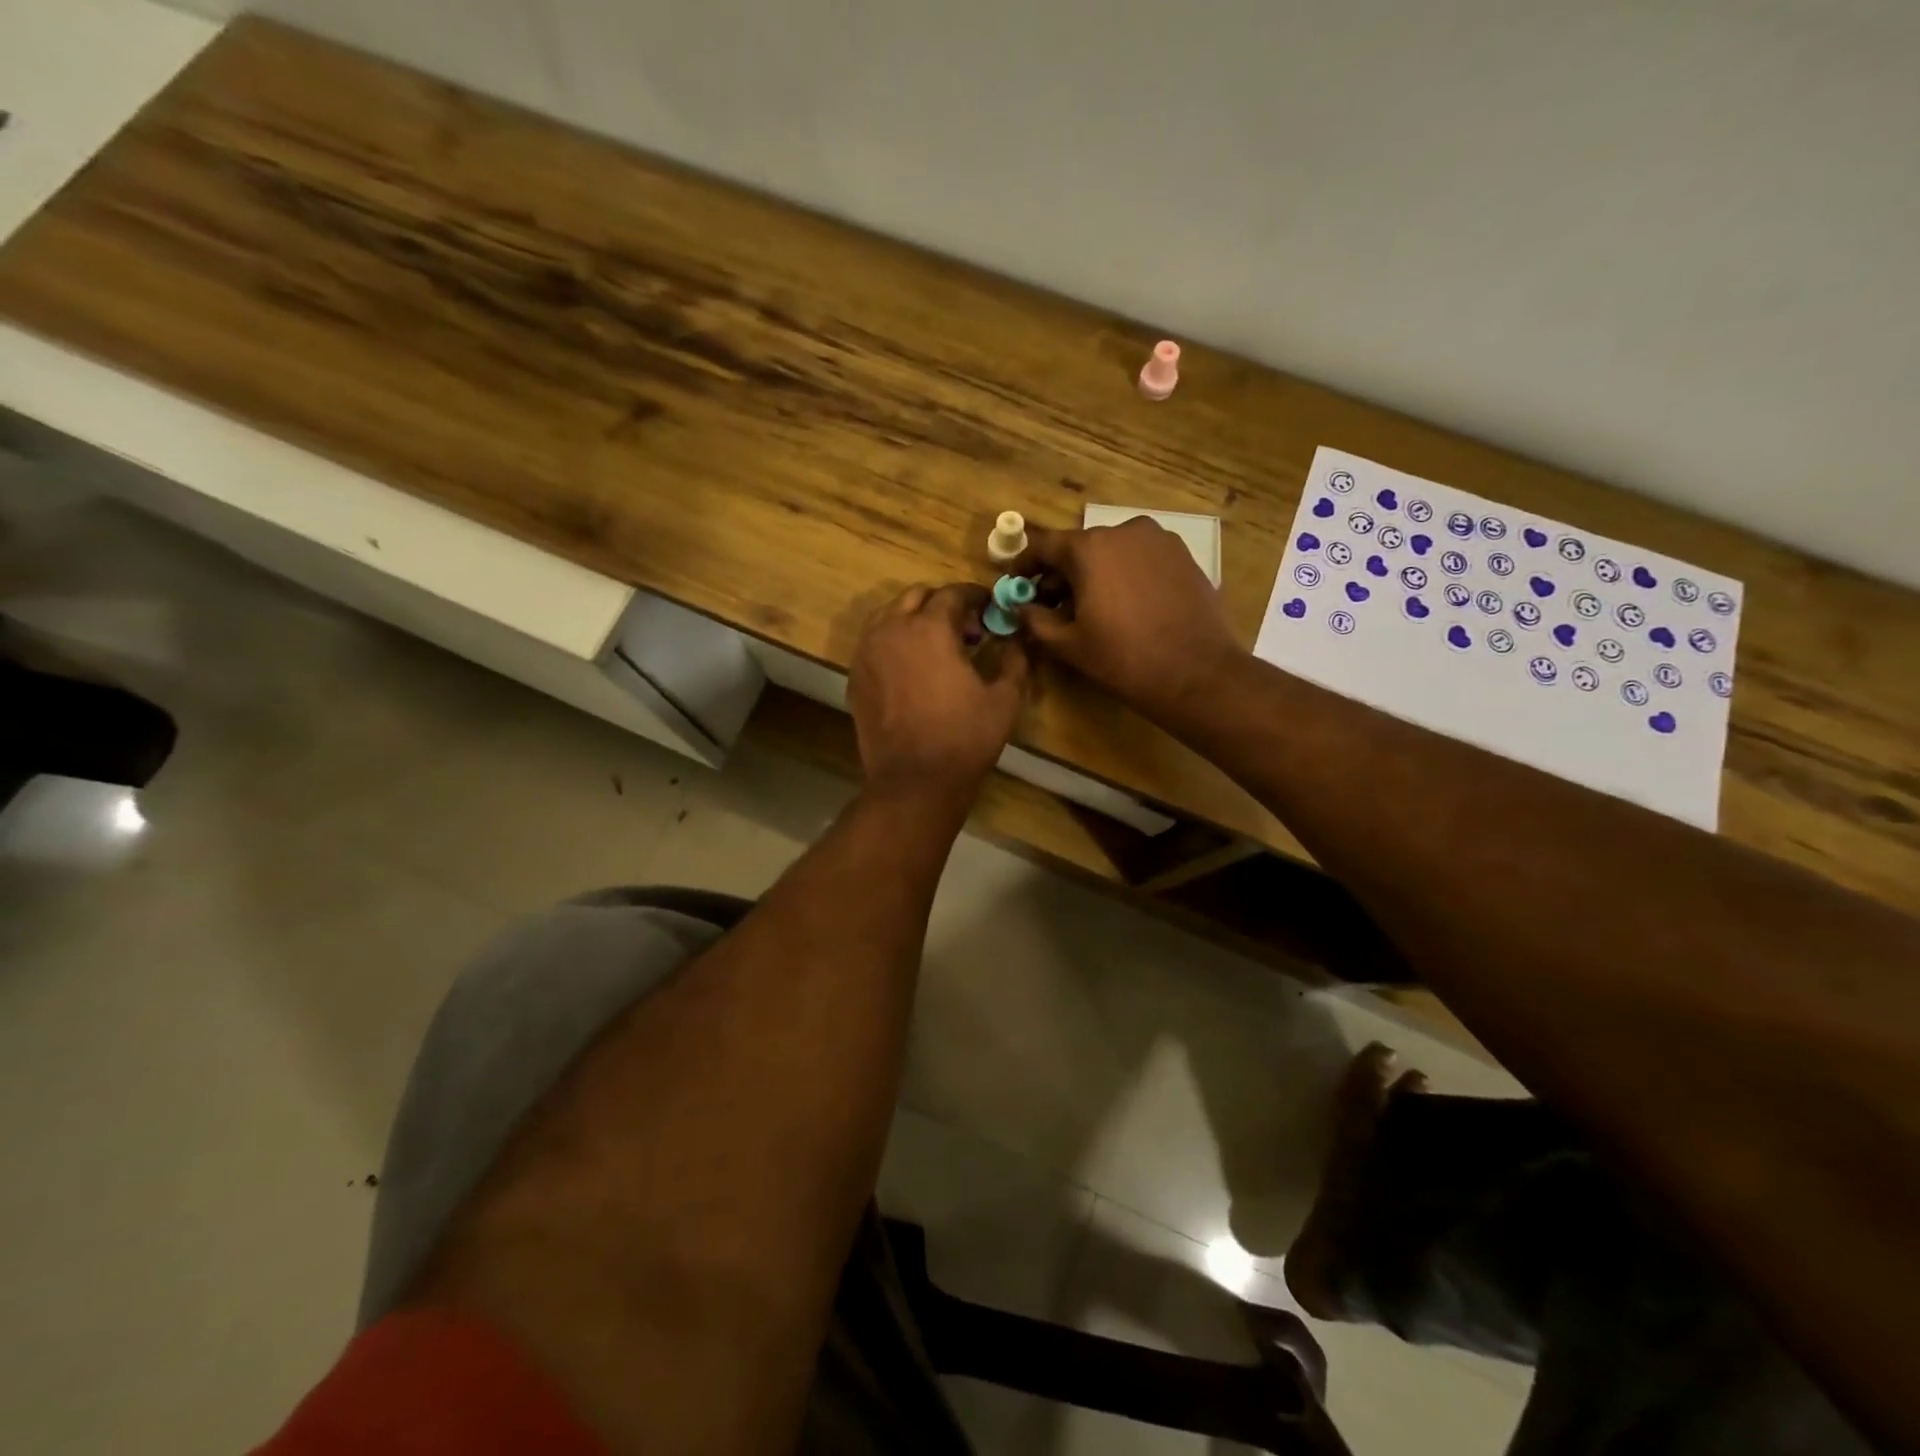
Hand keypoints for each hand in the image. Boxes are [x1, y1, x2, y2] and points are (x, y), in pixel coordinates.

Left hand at [849, 584, 1029, 801]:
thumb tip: (1019, 640)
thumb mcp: (1005, 699)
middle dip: (942, 604)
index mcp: (930, 628)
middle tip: (966, 628)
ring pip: (889, 615)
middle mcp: (892, 629)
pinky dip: (894, 641)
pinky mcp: (855, 676)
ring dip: (914, 619)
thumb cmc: (964, 738)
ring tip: (936, 645)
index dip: (976, 596)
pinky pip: (874, 642)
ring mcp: (867, 652)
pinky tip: (912, 667)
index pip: (953, 593)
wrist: (913, 781)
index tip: (990, 608)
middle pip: (916, 596)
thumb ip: (1016, 660)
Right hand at [1015, 519, 1241, 724]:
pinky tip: (1125, 606)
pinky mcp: (1183, 555)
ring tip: (1091, 608)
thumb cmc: (1123, 658)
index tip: (1016, 585)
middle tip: (1051, 605)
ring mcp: (1159, 540)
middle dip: (1061, 574)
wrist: (1196, 673)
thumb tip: (1019, 606)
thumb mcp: (1068, 644)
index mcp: (1090, 548)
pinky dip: (1124, 575)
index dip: (1024, 566)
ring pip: (1112, 552)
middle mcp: (1124, 531)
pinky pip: (1140, 559)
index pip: (1044, 546)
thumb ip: (1035, 619)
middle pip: (1080, 548)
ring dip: (1094, 574)